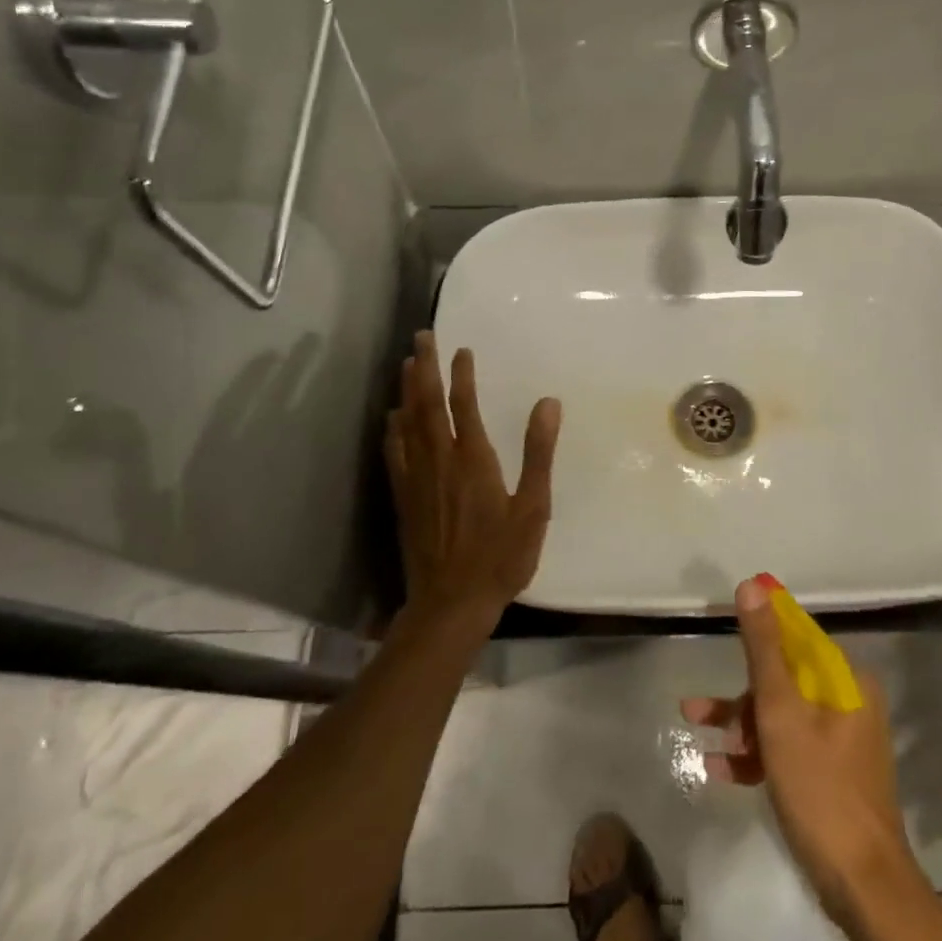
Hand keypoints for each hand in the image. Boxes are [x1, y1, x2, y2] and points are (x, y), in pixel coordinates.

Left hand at [384, 331, 561, 642]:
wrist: (451, 604)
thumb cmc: (500, 556)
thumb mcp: (533, 507)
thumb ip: (539, 453)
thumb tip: (549, 403)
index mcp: (473, 459)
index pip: (464, 405)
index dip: (462, 374)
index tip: (462, 349)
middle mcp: (440, 460)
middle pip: (428, 404)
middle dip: (425, 367)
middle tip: (422, 336)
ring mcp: (417, 479)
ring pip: (408, 423)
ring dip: (407, 390)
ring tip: (407, 363)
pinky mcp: (404, 498)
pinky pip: (395, 453)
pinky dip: (393, 429)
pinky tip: (392, 418)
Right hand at [681, 577, 912, 925]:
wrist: (863, 887)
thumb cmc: (820, 789)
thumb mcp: (781, 713)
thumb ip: (763, 648)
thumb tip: (752, 586)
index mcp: (845, 679)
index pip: (796, 636)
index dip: (759, 630)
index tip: (723, 628)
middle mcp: (847, 701)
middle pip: (784, 679)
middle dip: (741, 695)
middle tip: (702, 710)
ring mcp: (840, 739)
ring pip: (781, 715)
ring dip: (741, 725)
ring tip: (700, 734)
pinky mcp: (831, 773)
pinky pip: (788, 747)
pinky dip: (757, 754)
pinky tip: (721, 768)